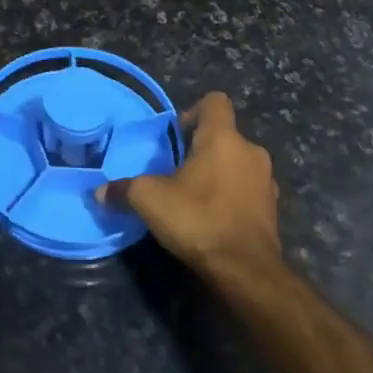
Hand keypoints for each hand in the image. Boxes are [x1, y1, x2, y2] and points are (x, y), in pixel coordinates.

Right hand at [99, 93, 280, 278]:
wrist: (246, 270)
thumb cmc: (198, 219)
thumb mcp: (149, 201)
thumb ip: (123, 190)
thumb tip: (99, 192)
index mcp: (223, 138)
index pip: (215, 101)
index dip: (194, 111)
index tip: (177, 136)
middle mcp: (250, 151)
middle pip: (225, 135)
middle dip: (202, 148)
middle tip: (178, 171)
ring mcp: (266, 180)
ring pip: (238, 163)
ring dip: (219, 173)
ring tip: (195, 196)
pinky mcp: (273, 208)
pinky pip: (248, 190)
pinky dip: (233, 196)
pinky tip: (214, 218)